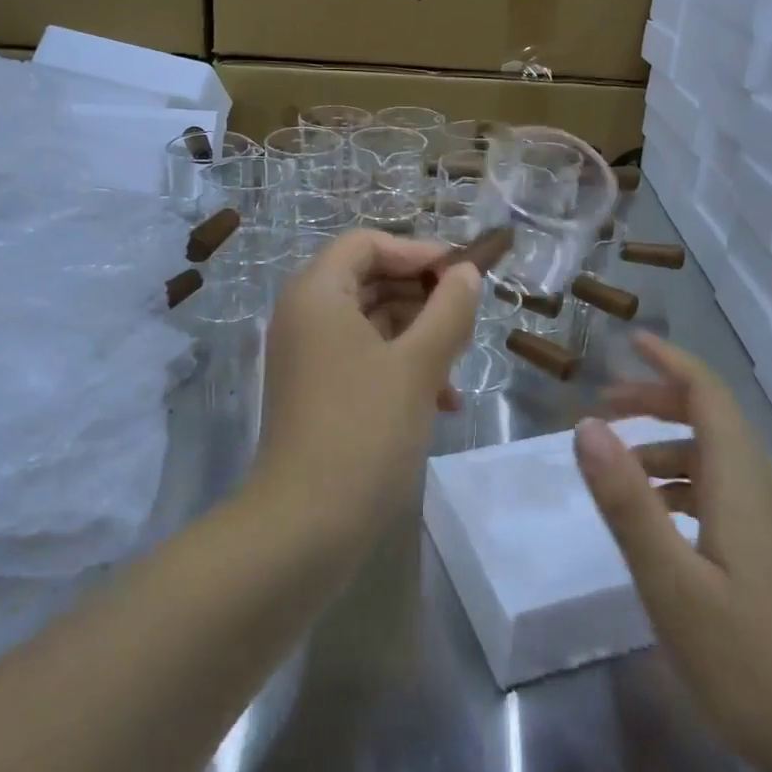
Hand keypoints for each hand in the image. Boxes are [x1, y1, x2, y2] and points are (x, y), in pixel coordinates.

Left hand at [255, 230, 480, 551]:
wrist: (305, 528)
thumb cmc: (364, 431)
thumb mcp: (419, 365)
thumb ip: (448, 310)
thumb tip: (466, 272)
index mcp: (318, 293)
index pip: (367, 243)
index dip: (417, 251)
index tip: (462, 275)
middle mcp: (305, 315)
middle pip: (370, 279)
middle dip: (422, 297)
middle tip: (466, 320)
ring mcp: (308, 355)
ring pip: (372, 321)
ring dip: (419, 336)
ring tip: (458, 368)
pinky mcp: (317, 390)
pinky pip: (363, 357)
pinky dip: (401, 366)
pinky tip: (440, 401)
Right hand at [575, 332, 771, 771]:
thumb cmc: (749, 663)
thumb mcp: (670, 582)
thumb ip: (627, 500)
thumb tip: (586, 426)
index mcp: (743, 481)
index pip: (708, 393)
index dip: (669, 361)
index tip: (629, 341)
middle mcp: (768, 487)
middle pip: (713, 419)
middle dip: (656, 402)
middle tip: (602, 408)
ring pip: (719, 458)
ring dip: (667, 447)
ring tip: (618, 470)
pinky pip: (729, 491)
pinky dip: (687, 484)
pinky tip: (662, 521)